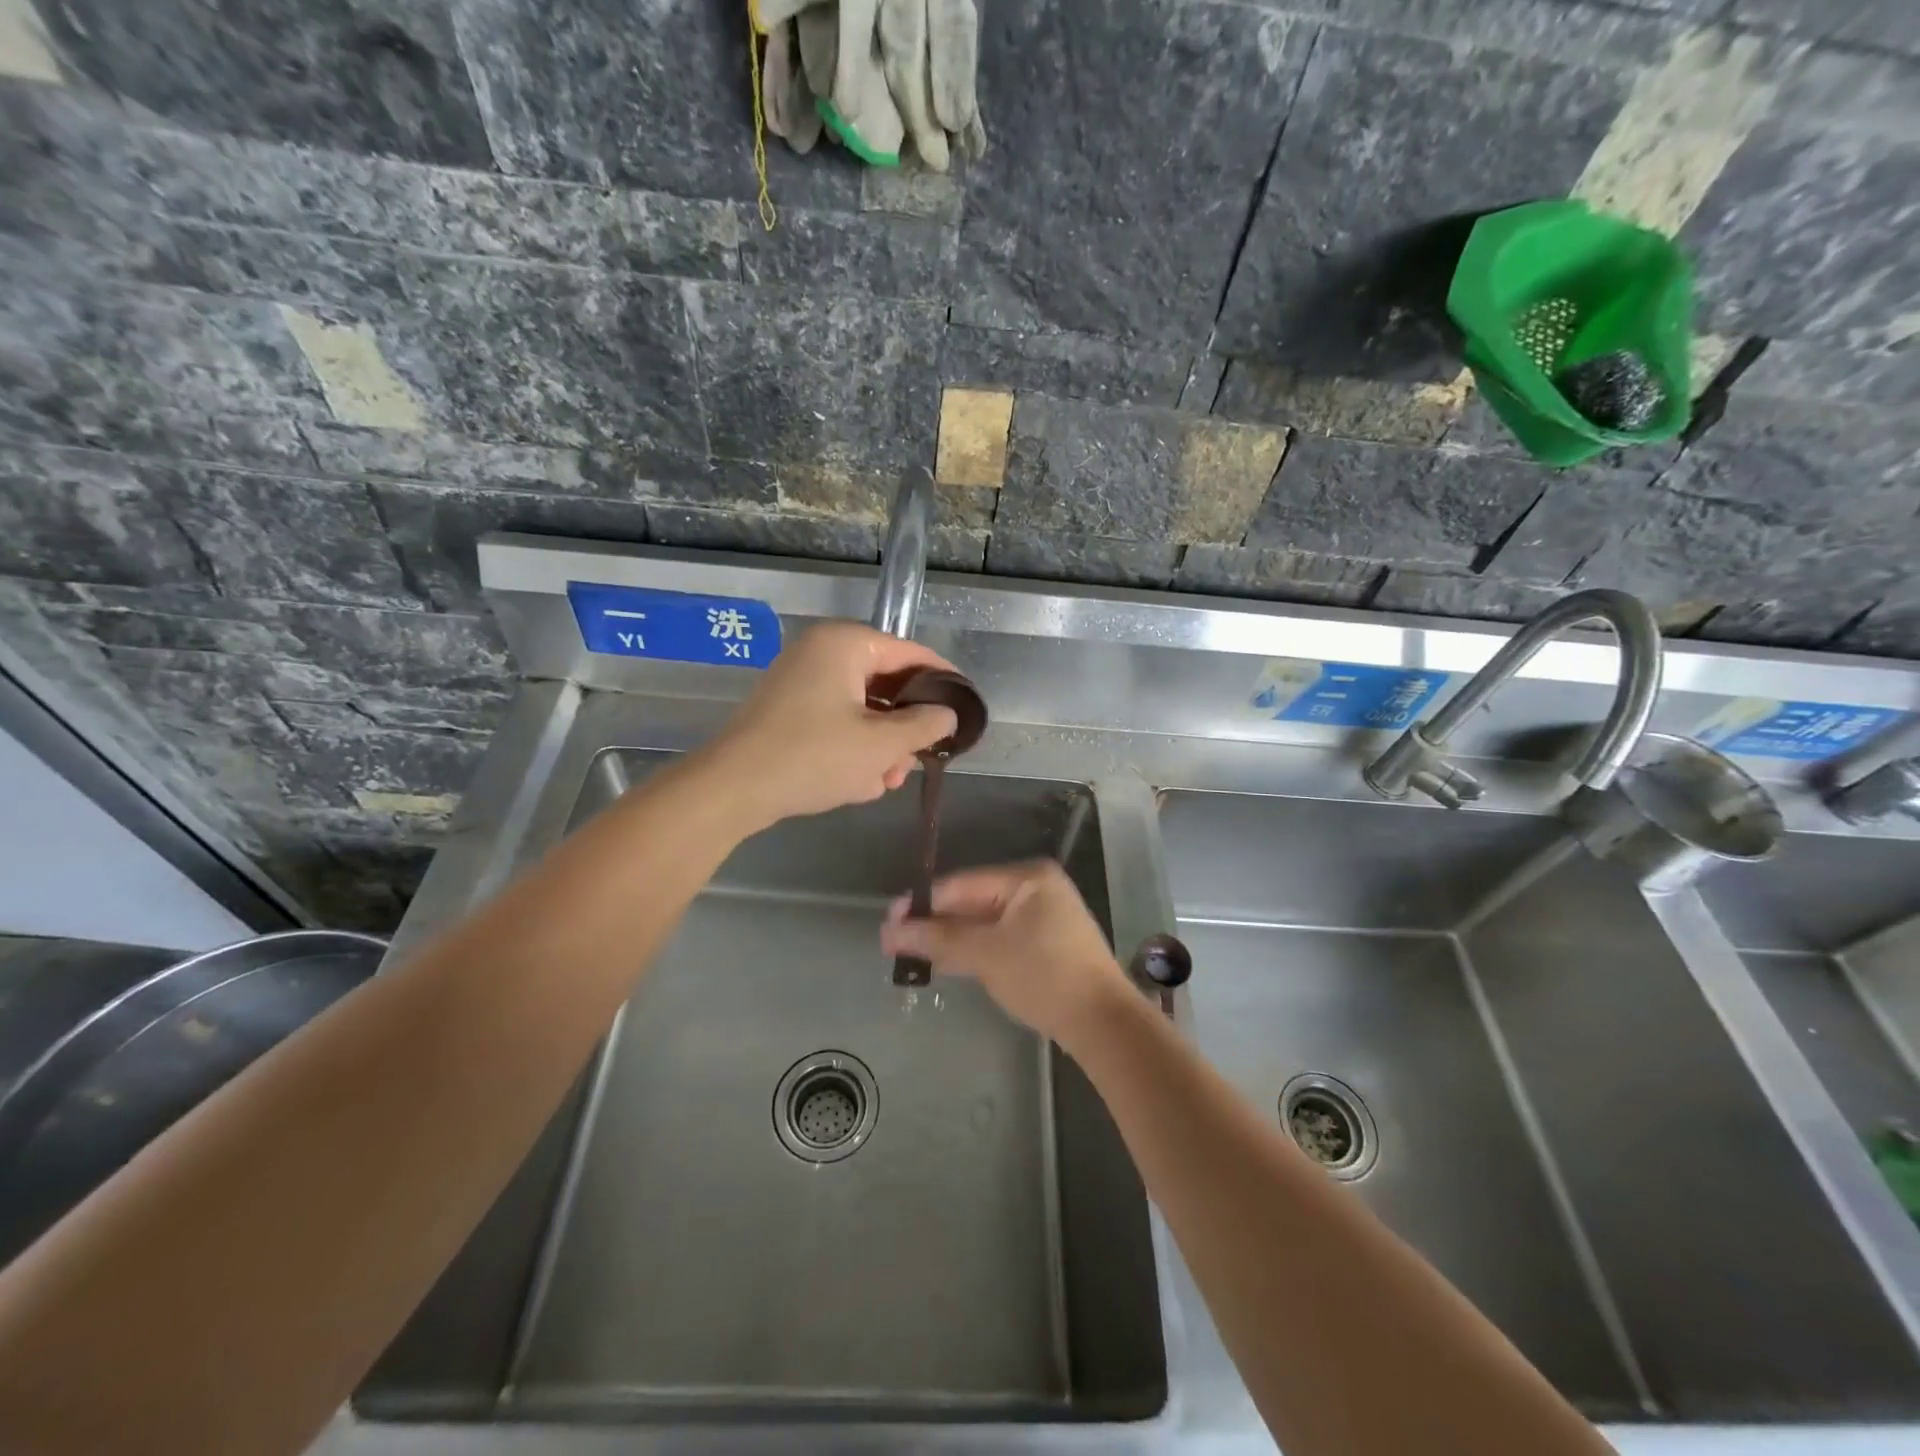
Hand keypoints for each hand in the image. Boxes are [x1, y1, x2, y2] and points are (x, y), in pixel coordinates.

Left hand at [700, 622, 958, 831]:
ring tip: (885, 781)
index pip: (912, 654)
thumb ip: (924, 725)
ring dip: (880, 745)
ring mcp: (801, 679)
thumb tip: (947, 714)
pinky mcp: (788, 708)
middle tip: (919, 760)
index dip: (944, 681)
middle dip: (904, 727)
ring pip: (862, 708)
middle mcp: (822, 652)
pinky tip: (858, 782)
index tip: (966, 710)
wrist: (732, 789)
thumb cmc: (813, 757)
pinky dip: (852, 747)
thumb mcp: (881, 745)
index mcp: (846, 644)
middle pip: (886, 684)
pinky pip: (835, 720)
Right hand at [880, 861, 1132, 1044]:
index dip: (922, 903)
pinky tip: (943, 962)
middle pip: (971, 902)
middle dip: (933, 923)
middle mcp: (1035, 889)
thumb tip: (891, 931)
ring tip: (908, 954)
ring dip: (948, 939)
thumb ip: (938, 938)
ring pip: (983, 923)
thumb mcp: (986, 953)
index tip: (888, 922)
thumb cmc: (1044, 976)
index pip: (962, 884)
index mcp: (1027, 878)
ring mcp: (1042, 918)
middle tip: (893, 942)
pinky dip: (972, 950)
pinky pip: (998, 939)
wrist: (1102, 1023)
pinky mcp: (1044, 945)